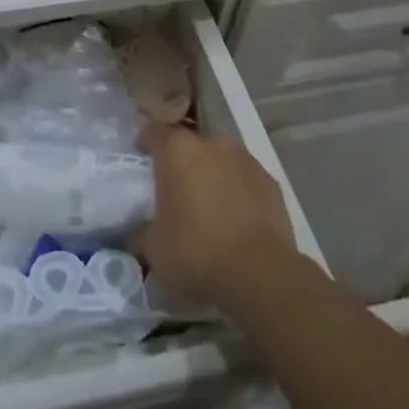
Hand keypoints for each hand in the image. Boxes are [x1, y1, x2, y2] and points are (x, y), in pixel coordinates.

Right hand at [137, 123, 298, 312]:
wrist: (262, 276)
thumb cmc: (197, 254)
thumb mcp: (155, 251)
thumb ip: (141, 233)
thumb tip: (138, 232)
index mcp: (177, 150)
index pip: (153, 132)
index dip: (145, 146)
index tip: (142, 166)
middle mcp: (210, 143)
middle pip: (189, 144)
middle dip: (181, 163)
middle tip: (175, 192)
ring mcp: (244, 159)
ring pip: (219, 159)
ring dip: (212, 175)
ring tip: (209, 208)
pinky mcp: (270, 181)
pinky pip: (244, 178)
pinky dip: (237, 191)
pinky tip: (237, 220)